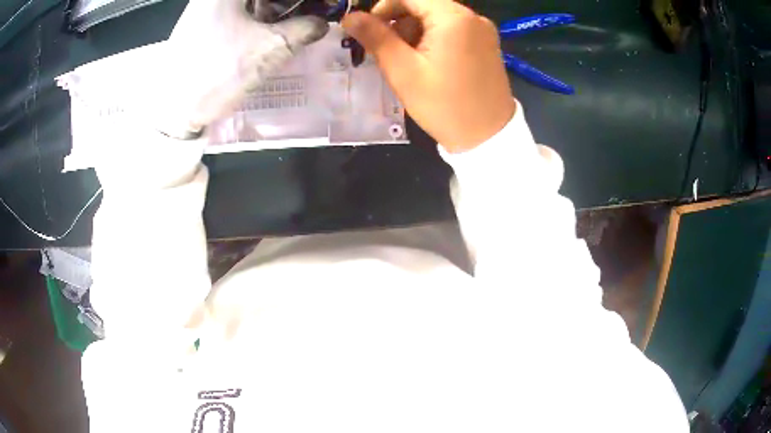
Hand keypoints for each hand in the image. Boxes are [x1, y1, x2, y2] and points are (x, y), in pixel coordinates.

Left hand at [156, 0, 328, 137]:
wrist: (173, 109)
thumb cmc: (219, 71)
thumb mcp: (269, 49)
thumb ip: (303, 30)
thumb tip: (321, 23)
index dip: (296, 2)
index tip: (315, 9)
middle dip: (285, 5)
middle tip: (302, 16)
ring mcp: (201, 8)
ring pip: (244, 3)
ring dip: (269, 9)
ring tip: (285, 25)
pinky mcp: (196, 25)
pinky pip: (231, 12)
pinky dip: (251, 17)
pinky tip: (259, 33)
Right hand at [341, 0, 514, 152]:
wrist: (488, 138)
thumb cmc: (444, 105)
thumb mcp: (403, 71)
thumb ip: (375, 37)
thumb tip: (349, 16)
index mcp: (454, 18)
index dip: (383, 7)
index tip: (370, 30)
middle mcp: (473, 17)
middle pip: (424, 4)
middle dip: (398, 21)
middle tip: (387, 50)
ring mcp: (483, 30)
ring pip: (436, 16)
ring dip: (414, 31)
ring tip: (407, 61)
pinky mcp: (486, 43)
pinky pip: (452, 29)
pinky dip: (432, 38)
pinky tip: (427, 62)